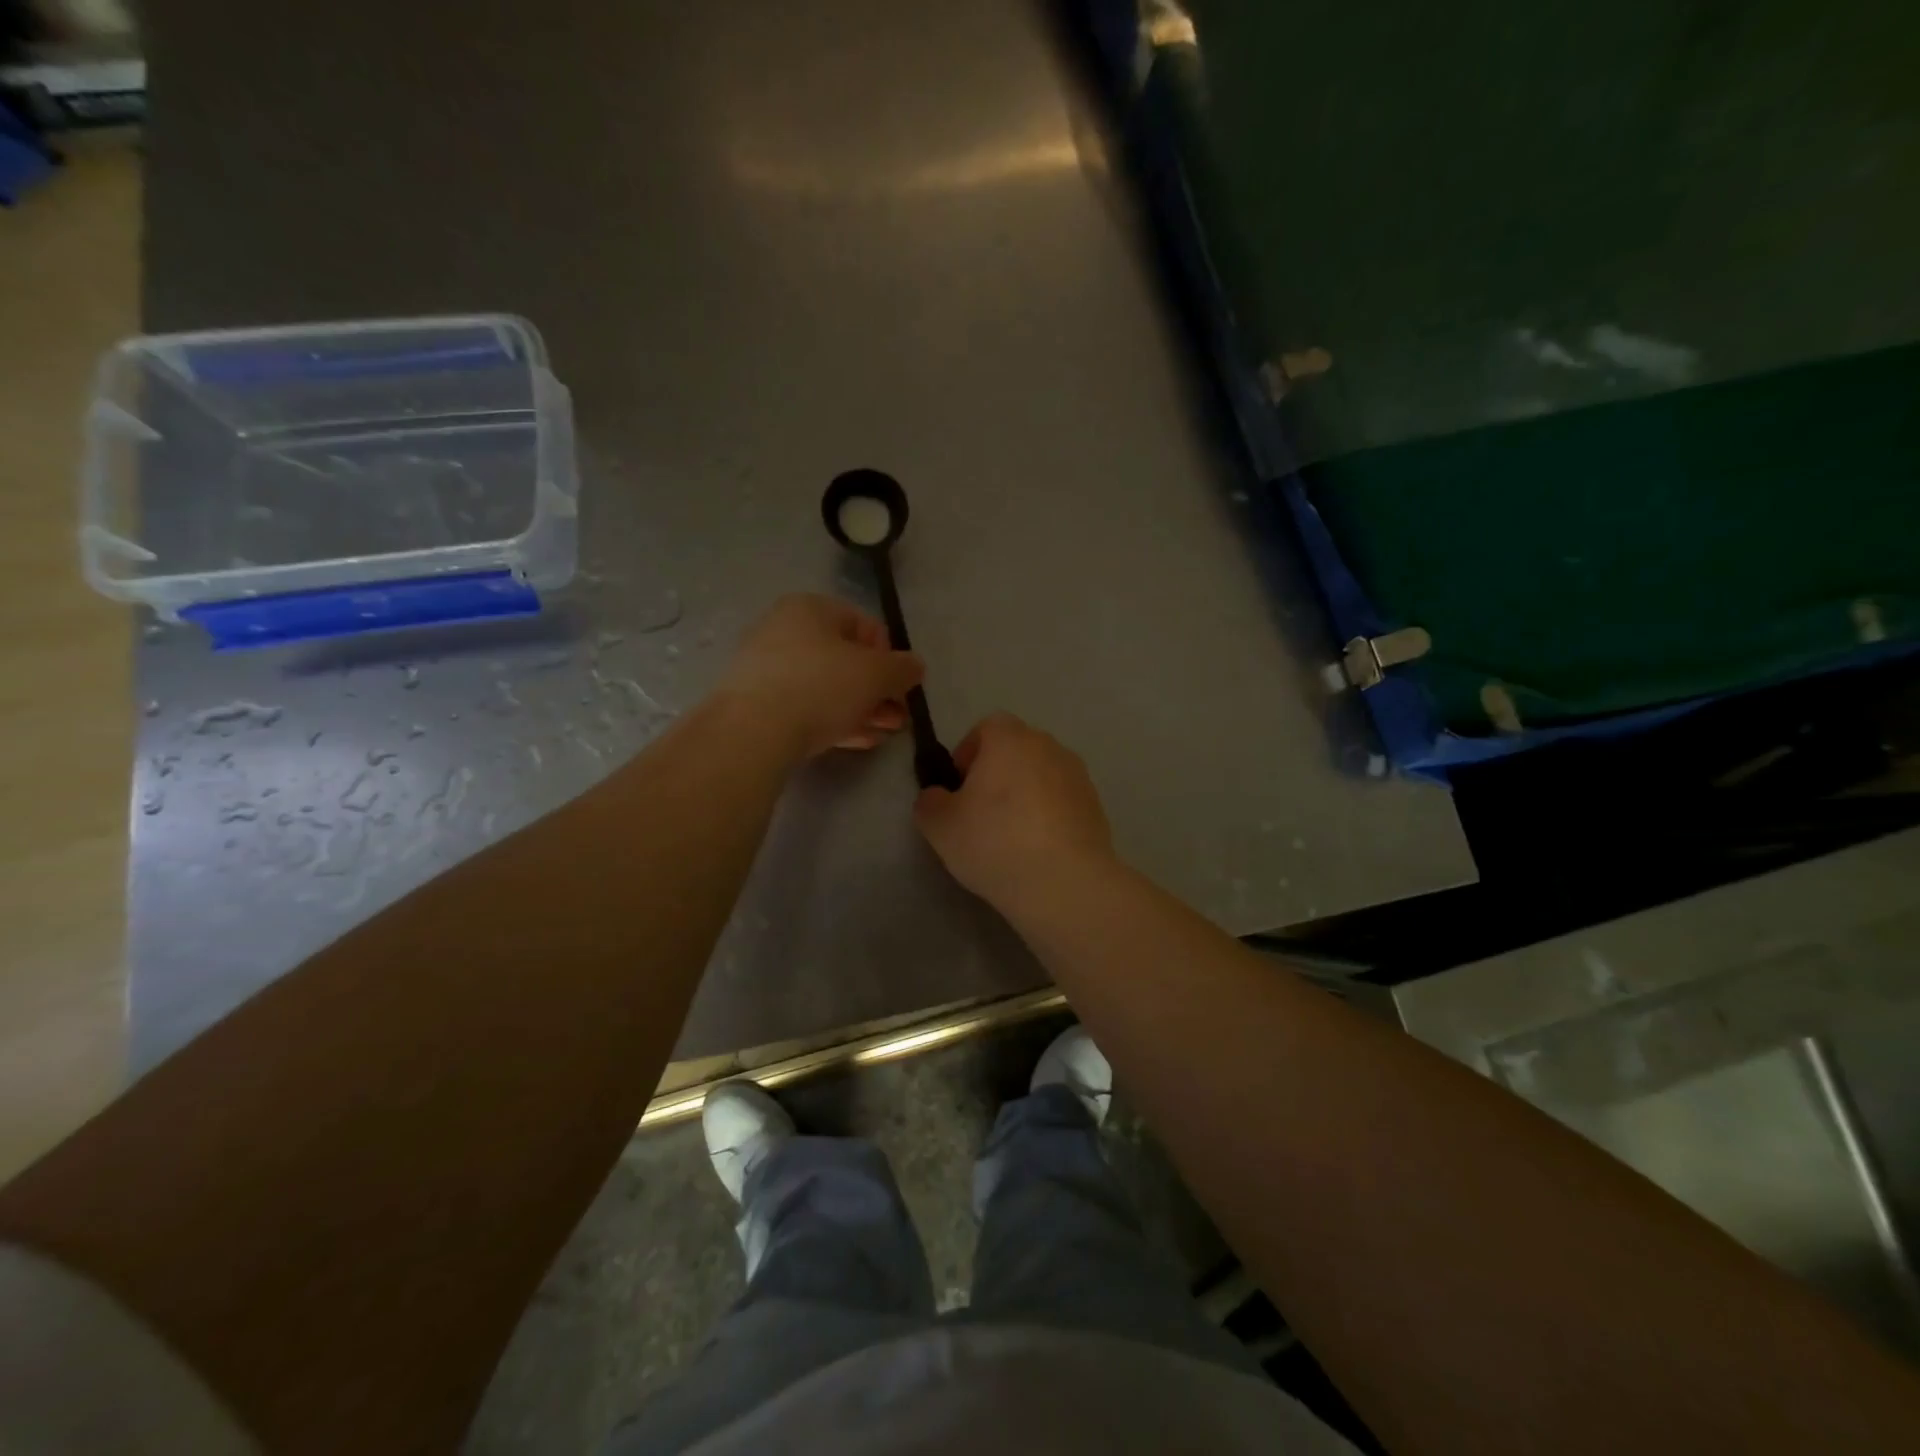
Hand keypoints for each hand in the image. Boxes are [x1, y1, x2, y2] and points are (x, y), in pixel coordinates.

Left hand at [720, 594, 924, 758]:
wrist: (753, 732)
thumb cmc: (820, 687)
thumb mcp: (875, 674)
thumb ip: (902, 668)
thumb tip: (915, 666)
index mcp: (810, 608)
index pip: (864, 626)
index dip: (890, 657)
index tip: (900, 687)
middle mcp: (784, 630)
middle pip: (845, 660)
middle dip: (877, 690)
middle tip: (897, 718)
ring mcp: (766, 668)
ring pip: (826, 686)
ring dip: (860, 709)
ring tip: (882, 734)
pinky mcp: (756, 703)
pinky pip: (805, 706)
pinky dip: (833, 720)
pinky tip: (855, 741)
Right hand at [913, 713, 1115, 908]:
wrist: (1065, 882)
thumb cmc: (994, 842)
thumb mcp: (939, 825)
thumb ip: (930, 801)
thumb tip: (938, 796)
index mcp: (1010, 739)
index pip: (986, 728)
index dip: (968, 753)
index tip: (959, 788)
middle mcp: (1048, 746)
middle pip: (1017, 750)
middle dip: (998, 774)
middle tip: (981, 813)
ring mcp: (1078, 776)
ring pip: (1042, 776)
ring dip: (1026, 795)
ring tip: (1012, 836)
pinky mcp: (1096, 807)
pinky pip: (1063, 802)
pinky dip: (1049, 816)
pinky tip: (1038, 851)